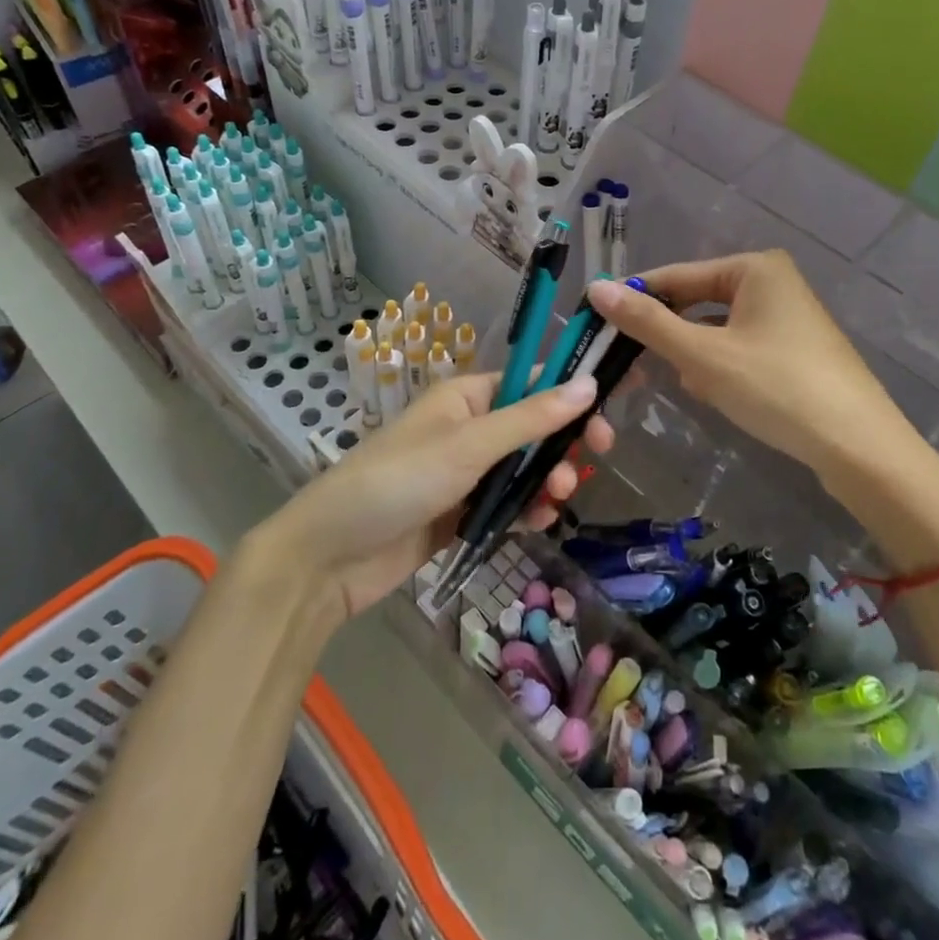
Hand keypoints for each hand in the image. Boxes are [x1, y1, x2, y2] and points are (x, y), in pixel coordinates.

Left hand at [271, 373, 612, 621]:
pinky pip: (506, 503)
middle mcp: (468, 429)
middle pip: (533, 427)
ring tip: (557, 499)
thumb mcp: (470, 444)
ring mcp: (464, 473)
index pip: (530, 383)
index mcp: (466, 397)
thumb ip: (531, 417)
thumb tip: (590, 383)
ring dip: (547, 479)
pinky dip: (526, 510)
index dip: (570, 393)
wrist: (331, 557)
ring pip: (524, 469)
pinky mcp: (460, 513)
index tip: (607, 412)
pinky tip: (540, 522)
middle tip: (595, 457)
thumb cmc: (399, 481)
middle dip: (562, 443)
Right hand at [587, 252, 916, 487]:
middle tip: (634, 367)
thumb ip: (648, 321)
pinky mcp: (794, 351)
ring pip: (715, 330)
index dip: (635, 301)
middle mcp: (772, 282)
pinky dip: (720, 369)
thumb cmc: (776, 387)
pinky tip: (717, 395)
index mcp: (754, 268)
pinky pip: (739, 348)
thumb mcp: (703, 354)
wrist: (859, 447)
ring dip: (695, 357)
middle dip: (670, 337)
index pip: (676, 276)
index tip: (596, 324)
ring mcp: (787, 318)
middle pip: (696, 303)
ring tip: (692, 387)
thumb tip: (596, 288)